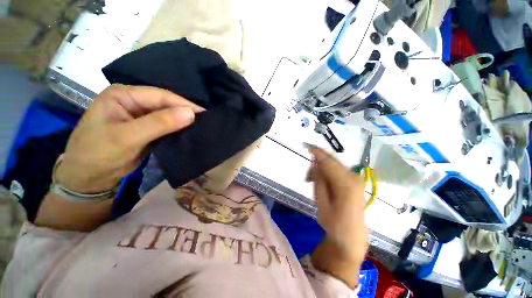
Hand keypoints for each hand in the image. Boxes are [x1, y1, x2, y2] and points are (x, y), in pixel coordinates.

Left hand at [55, 84, 203, 193]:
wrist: (89, 178)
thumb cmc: (98, 154)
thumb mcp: (127, 137)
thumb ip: (159, 123)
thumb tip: (190, 113)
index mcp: (124, 95)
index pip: (161, 96)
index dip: (184, 104)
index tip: (205, 114)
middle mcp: (134, 102)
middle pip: (166, 104)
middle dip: (185, 112)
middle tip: (207, 121)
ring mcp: (141, 116)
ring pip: (169, 115)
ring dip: (184, 122)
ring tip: (203, 126)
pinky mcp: (147, 129)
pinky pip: (167, 126)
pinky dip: (179, 130)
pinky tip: (191, 133)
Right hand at [307, 147, 368, 263]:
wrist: (351, 238)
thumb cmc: (334, 223)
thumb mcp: (321, 202)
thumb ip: (319, 180)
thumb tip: (315, 164)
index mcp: (346, 183)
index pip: (328, 162)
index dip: (317, 153)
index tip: (307, 147)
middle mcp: (354, 177)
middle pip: (332, 161)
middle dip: (318, 163)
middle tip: (307, 177)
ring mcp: (356, 179)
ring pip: (335, 165)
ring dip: (322, 169)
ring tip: (313, 182)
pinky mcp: (355, 182)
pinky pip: (338, 171)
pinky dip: (328, 172)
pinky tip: (323, 183)